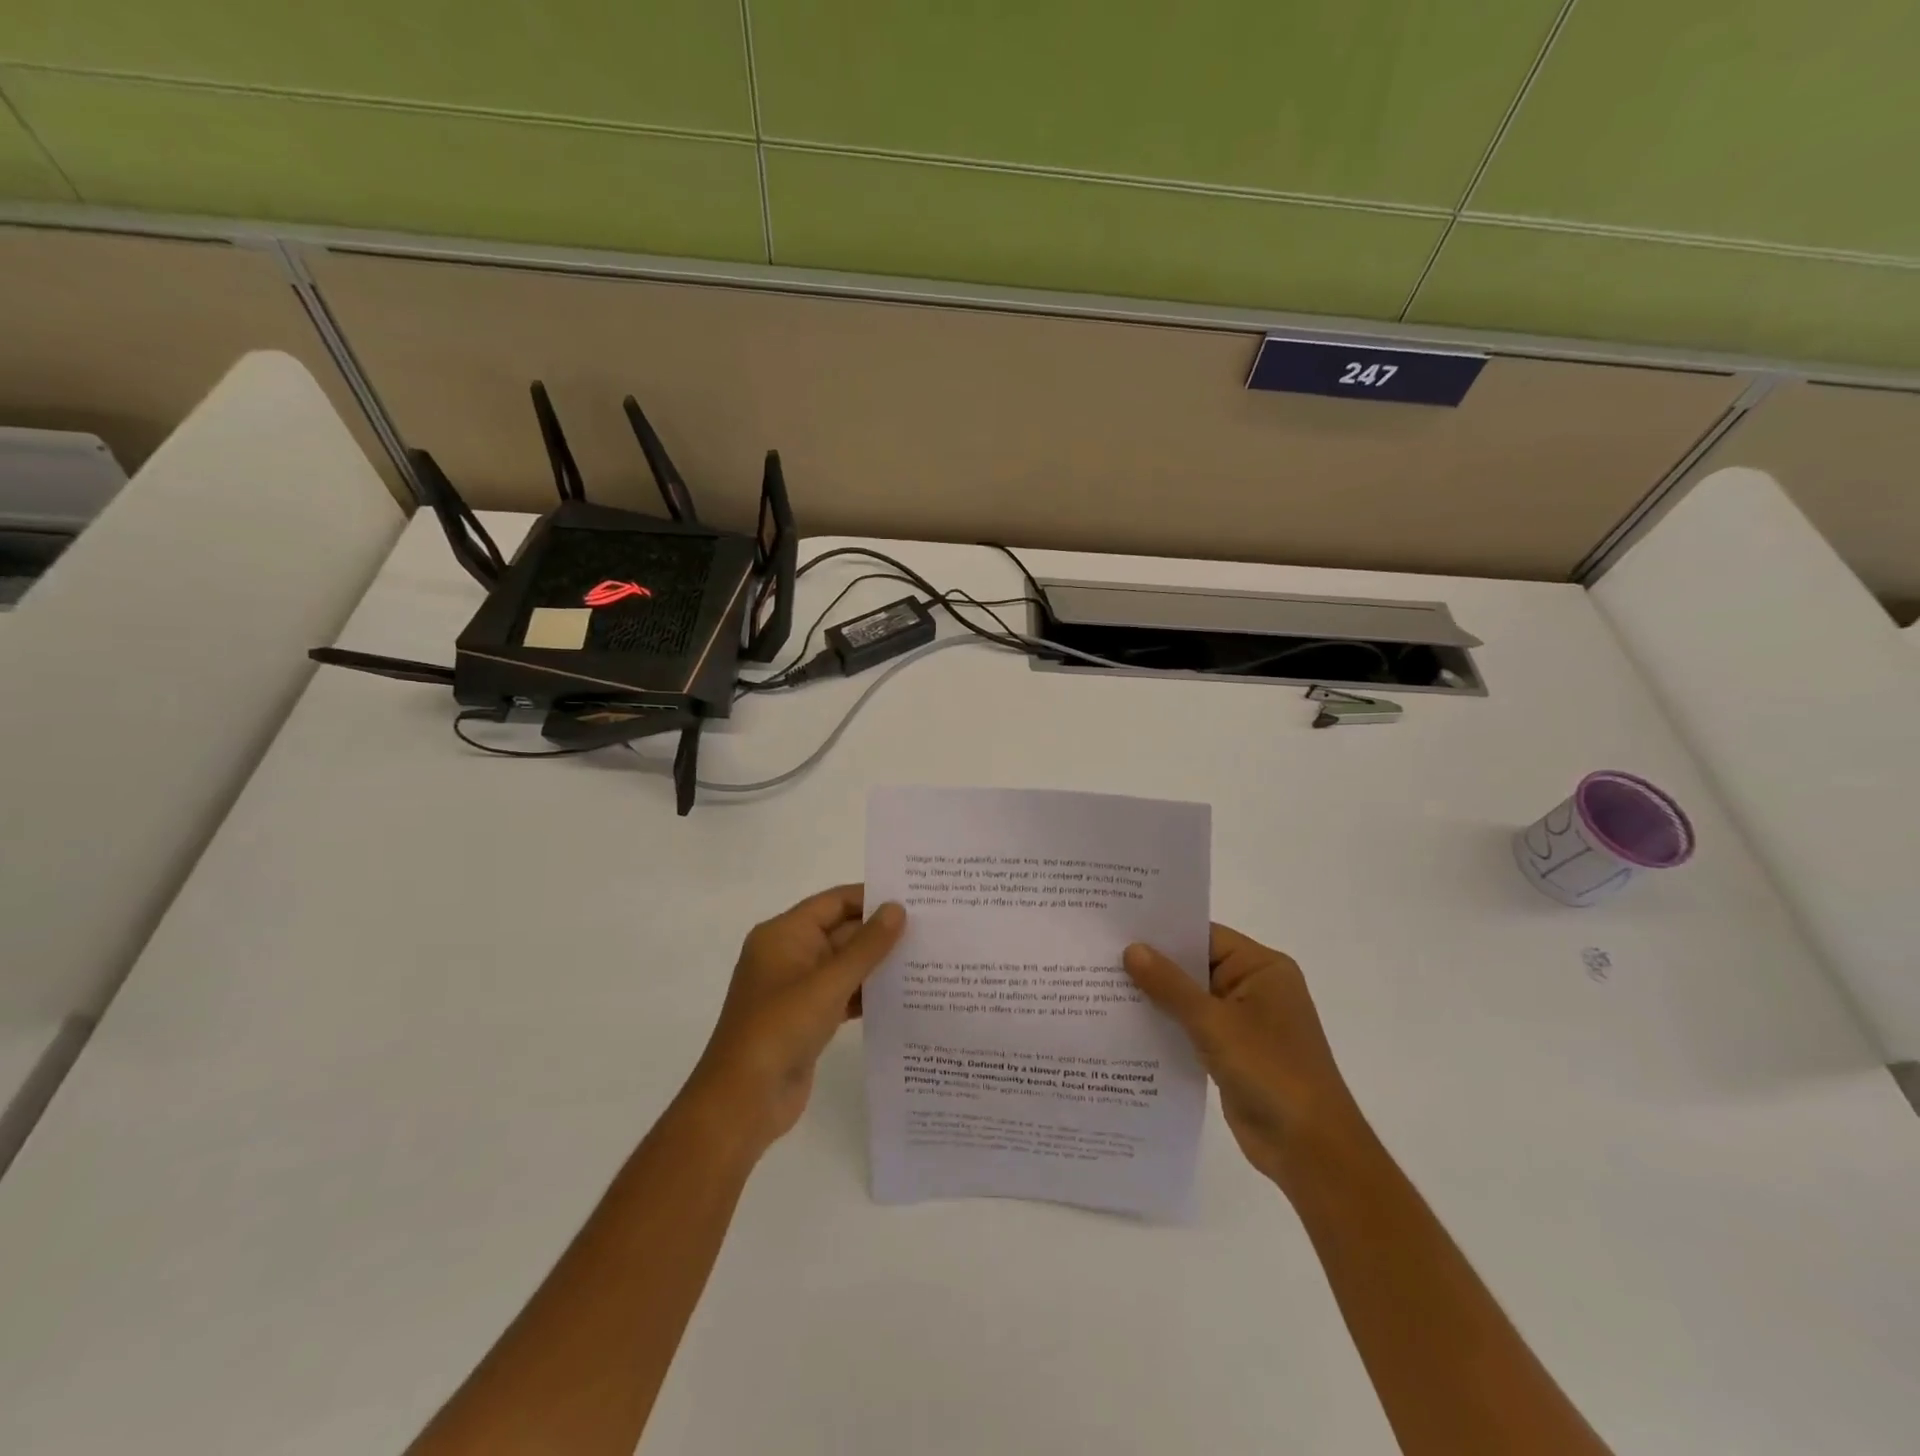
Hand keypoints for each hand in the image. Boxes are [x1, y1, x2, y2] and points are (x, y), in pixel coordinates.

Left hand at [684, 885, 905, 1157]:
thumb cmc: (781, 1028)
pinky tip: (904, 996)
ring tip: (926, 959)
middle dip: (880, 932)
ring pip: (845, 964)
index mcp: (784, 934)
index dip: (871, 897)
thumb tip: (897, 908)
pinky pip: (843, 993)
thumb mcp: (828, 983)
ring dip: (878, 964)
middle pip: (841, 931)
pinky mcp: (807, 1018)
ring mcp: (797, 989)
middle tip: (930, 929)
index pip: (834, 902)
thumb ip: (866, 946)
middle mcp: (789, 954)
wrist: (744, 1101)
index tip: (914, 897)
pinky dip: (868, 993)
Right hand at [1124, 925, 1364, 1190]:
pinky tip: (1126, 1024)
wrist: (1310, 1150)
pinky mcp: (1232, 1053)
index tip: (1118, 926)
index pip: (1205, 936)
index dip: (1163, 931)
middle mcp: (1254, 988)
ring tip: (1102, 985)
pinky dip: (1166, 1025)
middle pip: (1196, 966)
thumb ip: (1170, 985)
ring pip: (1191, 999)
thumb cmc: (1271, 1072)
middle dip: (1153, 964)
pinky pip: (1192, 1028)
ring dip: (1156, 997)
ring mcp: (1244, 1022)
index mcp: (1262, 968)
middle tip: (1100, 953)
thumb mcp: (1214, 1023)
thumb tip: (1132, 949)